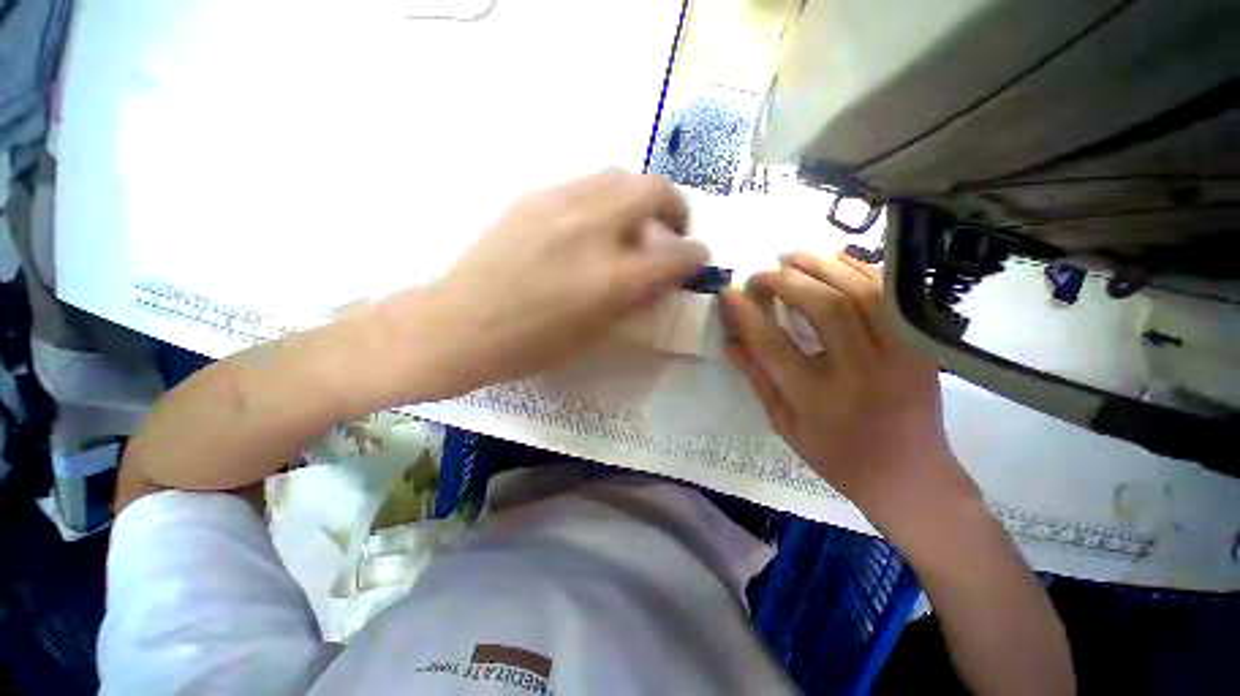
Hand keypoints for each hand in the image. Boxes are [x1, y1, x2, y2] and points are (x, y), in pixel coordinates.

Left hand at [393, 169, 706, 396]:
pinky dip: (605, 199)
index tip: (697, 259)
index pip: (677, 255)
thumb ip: (634, 299)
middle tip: (671, 230)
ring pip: (620, 176)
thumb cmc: (531, 346)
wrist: (461, 325)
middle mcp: (592, 230)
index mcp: (611, 279)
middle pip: (655, 190)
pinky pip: (585, 184)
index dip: (696, 255)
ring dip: (640, 196)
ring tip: (634, 223)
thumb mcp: (595, 334)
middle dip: (676, 208)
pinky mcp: (533, 196)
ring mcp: (560, 205)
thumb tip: (660, 277)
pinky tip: (592, 225)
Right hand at [719, 251, 975, 534]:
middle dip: (785, 283)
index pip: (774, 346)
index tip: (728, 293)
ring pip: (862, 292)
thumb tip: (731, 344)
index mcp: (820, 402)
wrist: (911, 476)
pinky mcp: (922, 346)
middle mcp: (862, 374)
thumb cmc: (839, 457)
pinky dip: (859, 269)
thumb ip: (758, 381)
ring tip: (791, 256)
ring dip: (822, 266)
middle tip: (760, 275)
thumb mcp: (787, 426)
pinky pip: (890, 295)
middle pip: (824, 309)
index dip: (746, 316)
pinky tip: (834, 260)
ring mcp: (900, 356)